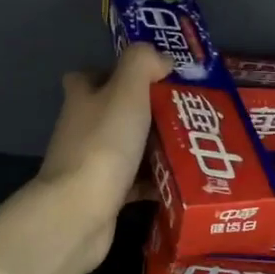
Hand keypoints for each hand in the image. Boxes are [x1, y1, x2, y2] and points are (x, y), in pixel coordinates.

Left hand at [35, 43, 168, 264]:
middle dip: (150, 112)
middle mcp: (82, 127)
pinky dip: (156, 181)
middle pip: (117, 112)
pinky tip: (183, 180)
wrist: (78, 213)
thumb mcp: (126, 91)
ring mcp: (90, 163)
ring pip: (129, 147)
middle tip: (189, 112)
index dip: (121, 72)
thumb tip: (161, 60)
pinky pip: (135, 182)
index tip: (156, 77)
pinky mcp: (102, 195)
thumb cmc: (103, 144)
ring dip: (157, 147)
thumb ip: (143, 63)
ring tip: (196, 144)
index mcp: (83, 97)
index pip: (95, 74)